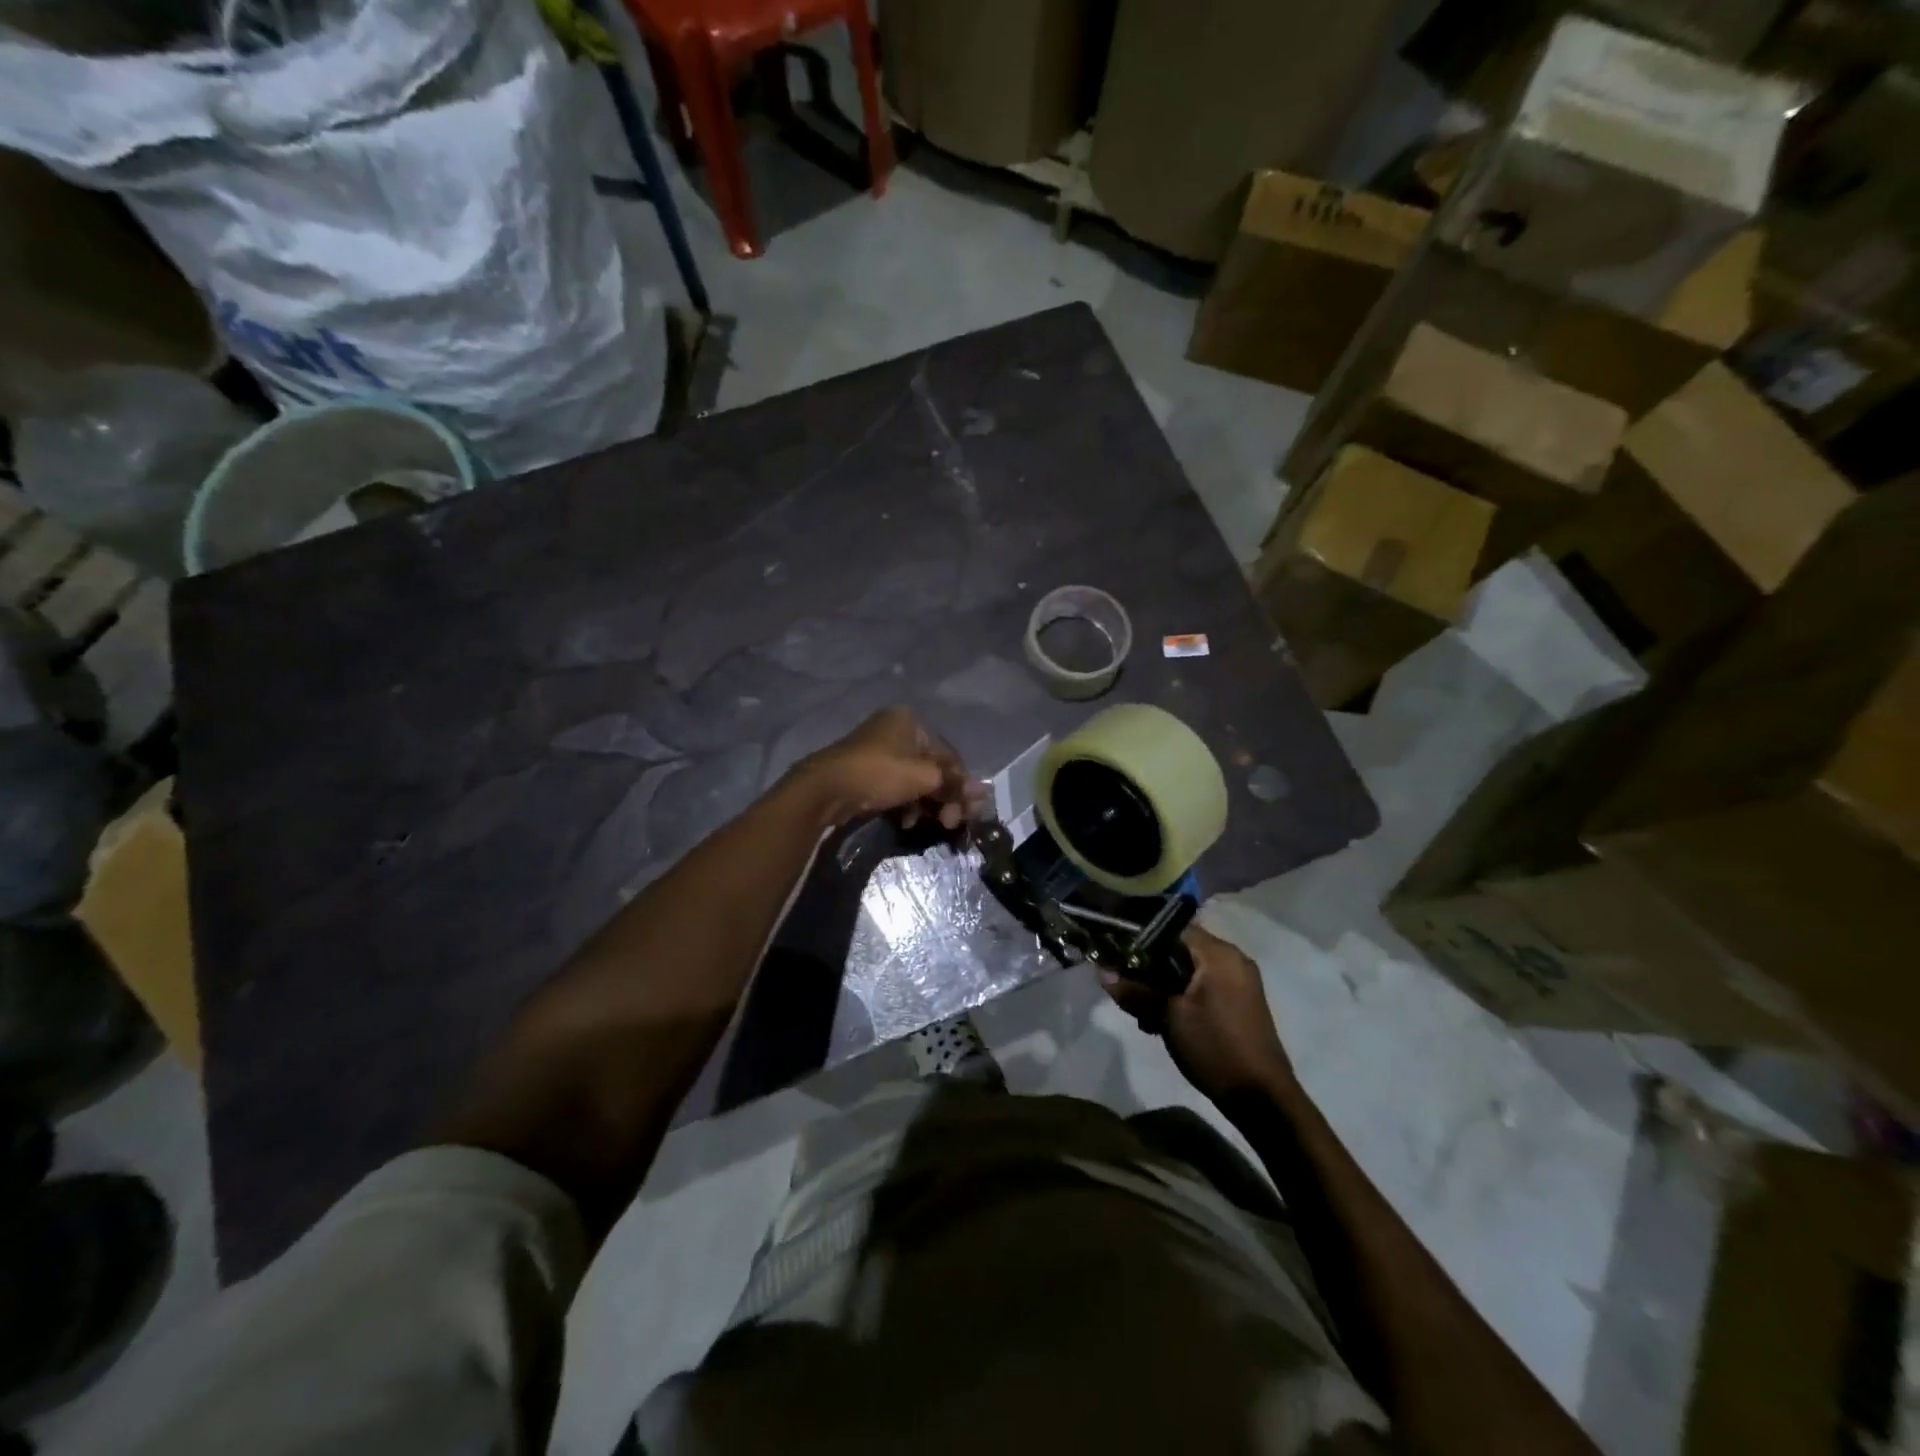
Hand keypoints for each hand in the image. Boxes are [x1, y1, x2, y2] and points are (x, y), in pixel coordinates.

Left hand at [791, 707, 983, 829]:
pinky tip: (905, 822)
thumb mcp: (924, 777)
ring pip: (914, 780)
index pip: (948, 754)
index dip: (962, 783)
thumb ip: (954, 783)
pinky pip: (896, 787)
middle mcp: (895, 730)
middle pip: (932, 767)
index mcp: (910, 721)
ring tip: (930, 824)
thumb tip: (983, 791)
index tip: (968, 810)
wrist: (825, 789)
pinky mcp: (865, 773)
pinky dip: (906, 804)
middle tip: (950, 823)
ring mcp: (878, 751)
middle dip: (944, 797)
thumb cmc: (880, 773)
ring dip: (926, 804)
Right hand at [1101, 924, 1294, 1102]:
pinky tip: (1165, 1023)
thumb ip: (1135, 990)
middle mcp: (1233, 960)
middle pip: (1180, 950)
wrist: (1261, 1097)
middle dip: (1151, 970)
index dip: (1142, 941)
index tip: (1119, 959)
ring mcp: (1239, 982)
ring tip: (1145, 1016)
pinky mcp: (1240, 1003)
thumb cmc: (1214, 1046)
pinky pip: (1203, 987)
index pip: (1172, 929)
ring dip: (1164, 988)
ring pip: (1189, 972)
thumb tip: (1102, 972)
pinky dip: (1182, 998)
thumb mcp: (1167, 1016)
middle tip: (1128, 992)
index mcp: (1219, 954)